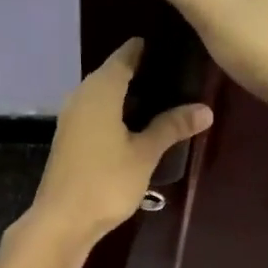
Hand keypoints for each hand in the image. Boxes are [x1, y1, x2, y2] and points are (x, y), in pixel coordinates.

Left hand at [24, 38, 212, 248]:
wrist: (62, 221)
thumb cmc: (106, 181)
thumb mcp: (145, 154)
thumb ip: (172, 127)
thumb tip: (205, 109)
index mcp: (99, 90)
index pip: (125, 56)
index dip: (146, 49)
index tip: (172, 46)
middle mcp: (81, 96)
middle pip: (112, 74)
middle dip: (142, 72)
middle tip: (177, 74)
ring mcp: (71, 119)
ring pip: (103, 95)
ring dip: (129, 95)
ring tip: (164, 98)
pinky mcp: (70, 139)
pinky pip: (96, 113)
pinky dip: (117, 112)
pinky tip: (137, 124)